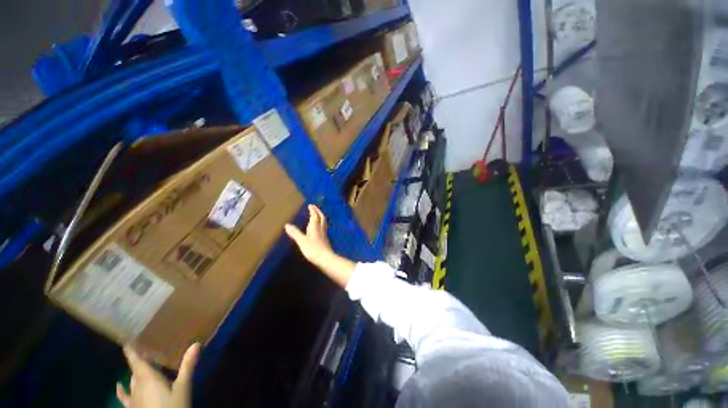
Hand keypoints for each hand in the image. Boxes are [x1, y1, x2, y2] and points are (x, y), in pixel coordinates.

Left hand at [116, 343, 199, 407]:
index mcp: (148, 378)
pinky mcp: (133, 407)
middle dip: (139, 360)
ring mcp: (133, 398)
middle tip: (146, 350)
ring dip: (135, 373)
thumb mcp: (183, 387)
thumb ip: (187, 367)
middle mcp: (137, 386)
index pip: (136, 361)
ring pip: (132, 381)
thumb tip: (196, 344)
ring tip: (139, 366)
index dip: (131, 350)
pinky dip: (121, 390)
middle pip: (136, 370)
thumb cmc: (173, 406)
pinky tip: (119, 386)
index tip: (127, 338)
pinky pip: (124, 397)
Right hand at [285, 205, 332, 266]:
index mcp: (315, 226)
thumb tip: (287, 225)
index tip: (310, 205)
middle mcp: (321, 228)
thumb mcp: (302, 241)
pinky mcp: (325, 239)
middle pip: (321, 217)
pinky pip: (323, 227)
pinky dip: (320, 224)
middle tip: (314, 208)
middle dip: (318, 211)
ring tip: (317, 215)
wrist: (325, 258)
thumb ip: (295, 233)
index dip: (313, 210)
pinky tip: (318, 228)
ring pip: (323, 222)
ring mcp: (324, 234)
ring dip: (320, 217)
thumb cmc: (313, 249)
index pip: (315, 215)